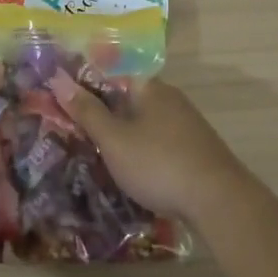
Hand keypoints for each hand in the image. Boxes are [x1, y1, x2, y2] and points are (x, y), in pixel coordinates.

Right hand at [46, 74, 250, 221]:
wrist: (220, 202)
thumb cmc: (159, 164)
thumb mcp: (114, 140)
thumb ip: (87, 111)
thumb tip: (58, 78)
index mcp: (149, 88)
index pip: (110, 74)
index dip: (84, 86)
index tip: (62, 102)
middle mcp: (170, 98)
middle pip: (126, 98)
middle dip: (102, 113)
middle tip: (73, 131)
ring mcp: (186, 124)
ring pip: (143, 122)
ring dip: (121, 134)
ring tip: (95, 153)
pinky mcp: (195, 149)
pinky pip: (158, 141)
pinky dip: (140, 150)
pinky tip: (130, 169)